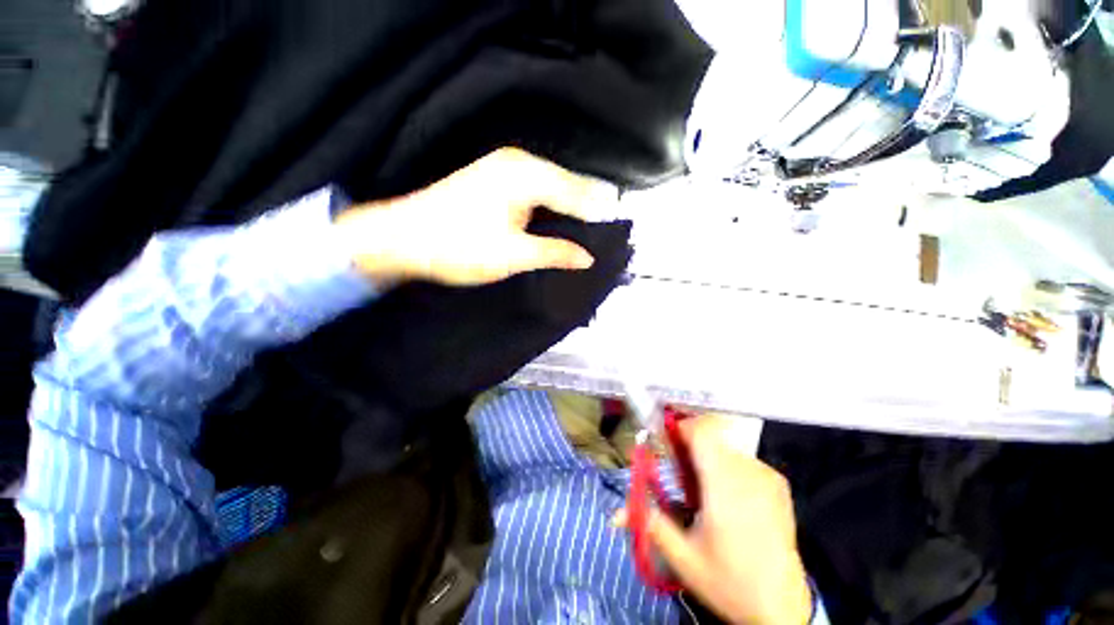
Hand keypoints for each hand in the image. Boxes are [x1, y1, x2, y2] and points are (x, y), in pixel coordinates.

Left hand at [336, 147, 610, 286]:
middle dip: (585, 210)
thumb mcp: (513, 254)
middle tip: (604, 237)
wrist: (403, 237)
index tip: (616, 235)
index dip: (596, 215)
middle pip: (566, 186)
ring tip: (586, 233)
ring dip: (568, 209)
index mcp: (526, 174)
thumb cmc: (459, 246)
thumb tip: (588, 258)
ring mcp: (503, 168)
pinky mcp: (493, 179)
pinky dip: (550, 207)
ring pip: (551, 187)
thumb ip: (555, 252)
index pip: (576, 193)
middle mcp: (518, 162)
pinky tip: (556, 223)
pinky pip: (535, 190)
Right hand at [614, 415, 812, 624]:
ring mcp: (767, 476)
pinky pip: (743, 459)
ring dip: (707, 457)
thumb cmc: (728, 582)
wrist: (783, 607)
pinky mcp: (778, 483)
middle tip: (680, 474)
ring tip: (703, 490)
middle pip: (711, 435)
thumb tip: (615, 513)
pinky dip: (727, 466)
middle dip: (689, 447)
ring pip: (725, 446)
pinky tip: (727, 497)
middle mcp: (749, 472)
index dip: (679, 429)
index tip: (666, 445)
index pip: (701, 431)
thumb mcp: (681, 557)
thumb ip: (648, 523)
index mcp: (724, 485)